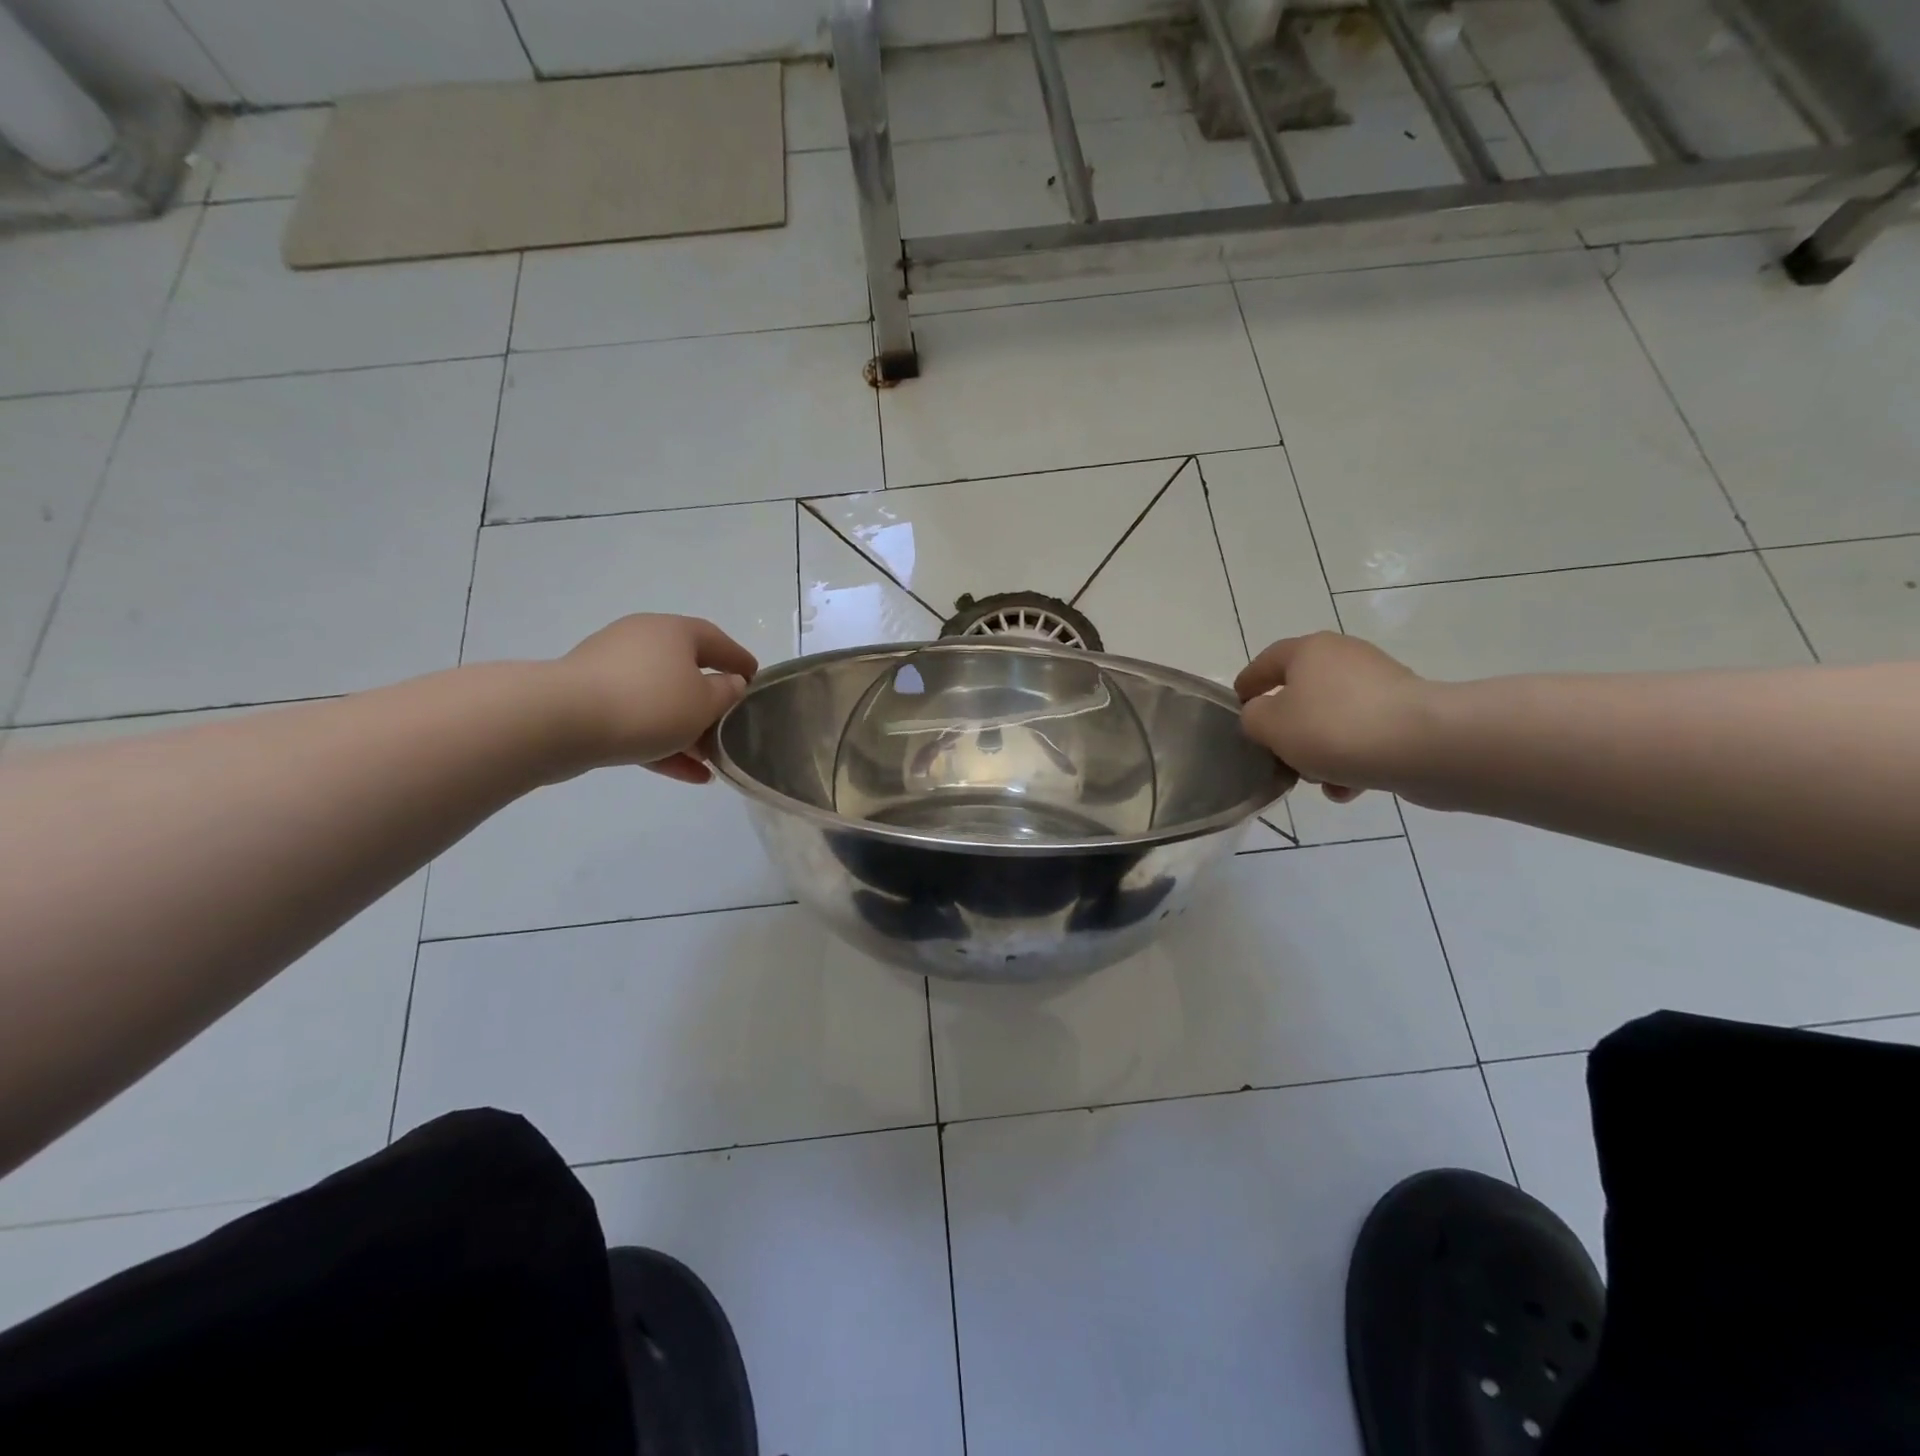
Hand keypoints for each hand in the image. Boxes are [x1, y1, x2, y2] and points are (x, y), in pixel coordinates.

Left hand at [554, 615, 757, 782]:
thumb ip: (726, 694)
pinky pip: (637, 720)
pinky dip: (661, 743)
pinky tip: (687, 774)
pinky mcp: (589, 702)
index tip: (756, 679)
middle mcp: (641, 642)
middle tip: (731, 726)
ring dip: (687, 730)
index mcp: (672, 632)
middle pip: (686, 671)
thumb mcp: (703, 703)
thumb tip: (730, 684)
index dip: (739, 659)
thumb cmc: (648, 704)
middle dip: (710, 703)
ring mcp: (611, 671)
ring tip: (710, 760)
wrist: (560, 722)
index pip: (716, 640)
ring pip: (661, 701)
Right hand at [1234, 633, 1426, 801]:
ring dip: (1319, 750)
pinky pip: (1365, 737)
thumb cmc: (1335, 728)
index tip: (1237, 707)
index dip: (1248, 684)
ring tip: (1314, 780)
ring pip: (1334, 719)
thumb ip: (1253, 719)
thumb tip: (1263, 716)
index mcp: (1310, 650)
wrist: (1425, 746)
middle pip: (1302, 693)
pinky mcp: (1408, 715)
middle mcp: (1345, 659)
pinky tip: (1347, 789)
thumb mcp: (1270, 725)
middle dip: (1287, 727)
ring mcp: (1382, 686)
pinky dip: (1351, 760)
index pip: (1266, 661)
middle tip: (1275, 754)